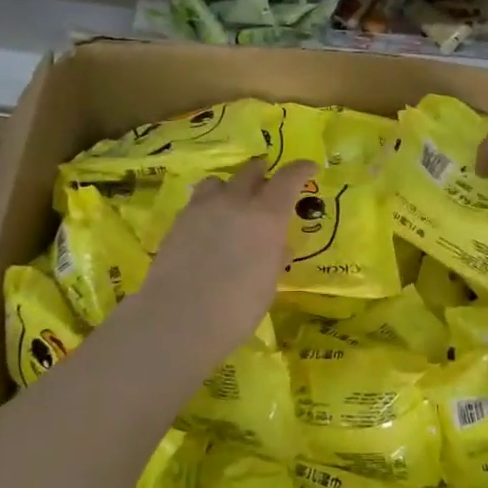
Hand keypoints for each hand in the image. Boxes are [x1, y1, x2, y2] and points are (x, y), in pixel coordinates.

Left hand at [133, 159, 315, 359]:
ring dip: (230, 187)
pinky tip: (208, 228)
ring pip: (218, 182)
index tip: (310, 168)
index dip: (301, 170)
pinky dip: (209, 207)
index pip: (288, 179)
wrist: (178, 319)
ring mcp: (202, 209)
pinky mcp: (177, 222)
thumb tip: (279, 245)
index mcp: (266, 216)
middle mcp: (235, 202)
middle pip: (250, 171)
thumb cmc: (236, 309)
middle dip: (263, 173)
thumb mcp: (268, 284)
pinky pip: (198, 202)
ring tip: (232, 203)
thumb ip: (275, 257)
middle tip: (268, 183)